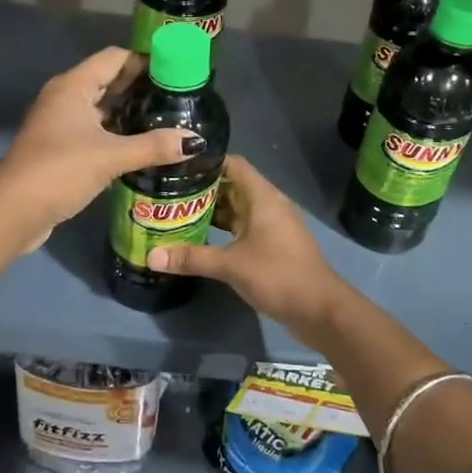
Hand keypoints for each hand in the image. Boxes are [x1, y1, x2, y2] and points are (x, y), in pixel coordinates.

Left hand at [0, 47, 194, 251]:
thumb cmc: (60, 171)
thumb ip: (154, 146)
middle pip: (109, 80)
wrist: (13, 212)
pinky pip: (94, 130)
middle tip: (179, 98)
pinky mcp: (60, 148)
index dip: (145, 60)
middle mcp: (65, 97)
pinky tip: (142, 146)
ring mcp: (60, 124)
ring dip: (130, 112)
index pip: (115, 58)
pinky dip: (117, 133)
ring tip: (168, 120)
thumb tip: (195, 141)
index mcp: (73, 86)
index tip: (178, 71)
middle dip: (142, 87)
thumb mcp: (111, 156)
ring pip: (102, 108)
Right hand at [146, 155, 345, 331]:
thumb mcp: (230, 265)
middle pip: (232, 186)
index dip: (206, 163)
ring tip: (176, 214)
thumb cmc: (278, 275)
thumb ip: (191, 258)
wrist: (320, 310)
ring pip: (237, 209)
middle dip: (202, 190)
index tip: (176, 167)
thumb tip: (150, 256)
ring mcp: (273, 226)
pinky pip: (243, 228)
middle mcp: (269, 204)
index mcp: (262, 197)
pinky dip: (223, 230)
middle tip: (167, 193)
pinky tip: (200, 239)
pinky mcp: (273, 246)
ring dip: (211, 212)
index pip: (232, 164)